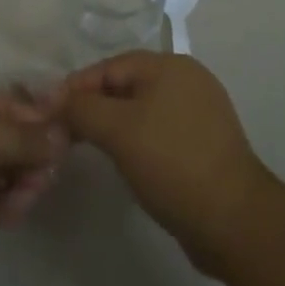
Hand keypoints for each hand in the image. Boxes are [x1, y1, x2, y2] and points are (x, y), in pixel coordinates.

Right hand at [60, 52, 272, 275]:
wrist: (235, 221)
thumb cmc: (172, 163)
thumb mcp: (118, 131)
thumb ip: (82, 109)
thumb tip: (53, 99)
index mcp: (169, 64)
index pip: (110, 66)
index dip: (76, 87)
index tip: (49, 112)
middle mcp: (188, 79)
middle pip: (127, 85)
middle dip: (95, 106)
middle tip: (66, 133)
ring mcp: (201, 112)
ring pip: (144, 110)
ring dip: (116, 125)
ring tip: (91, 148)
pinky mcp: (207, 144)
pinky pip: (161, 132)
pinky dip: (140, 141)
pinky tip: (129, 163)